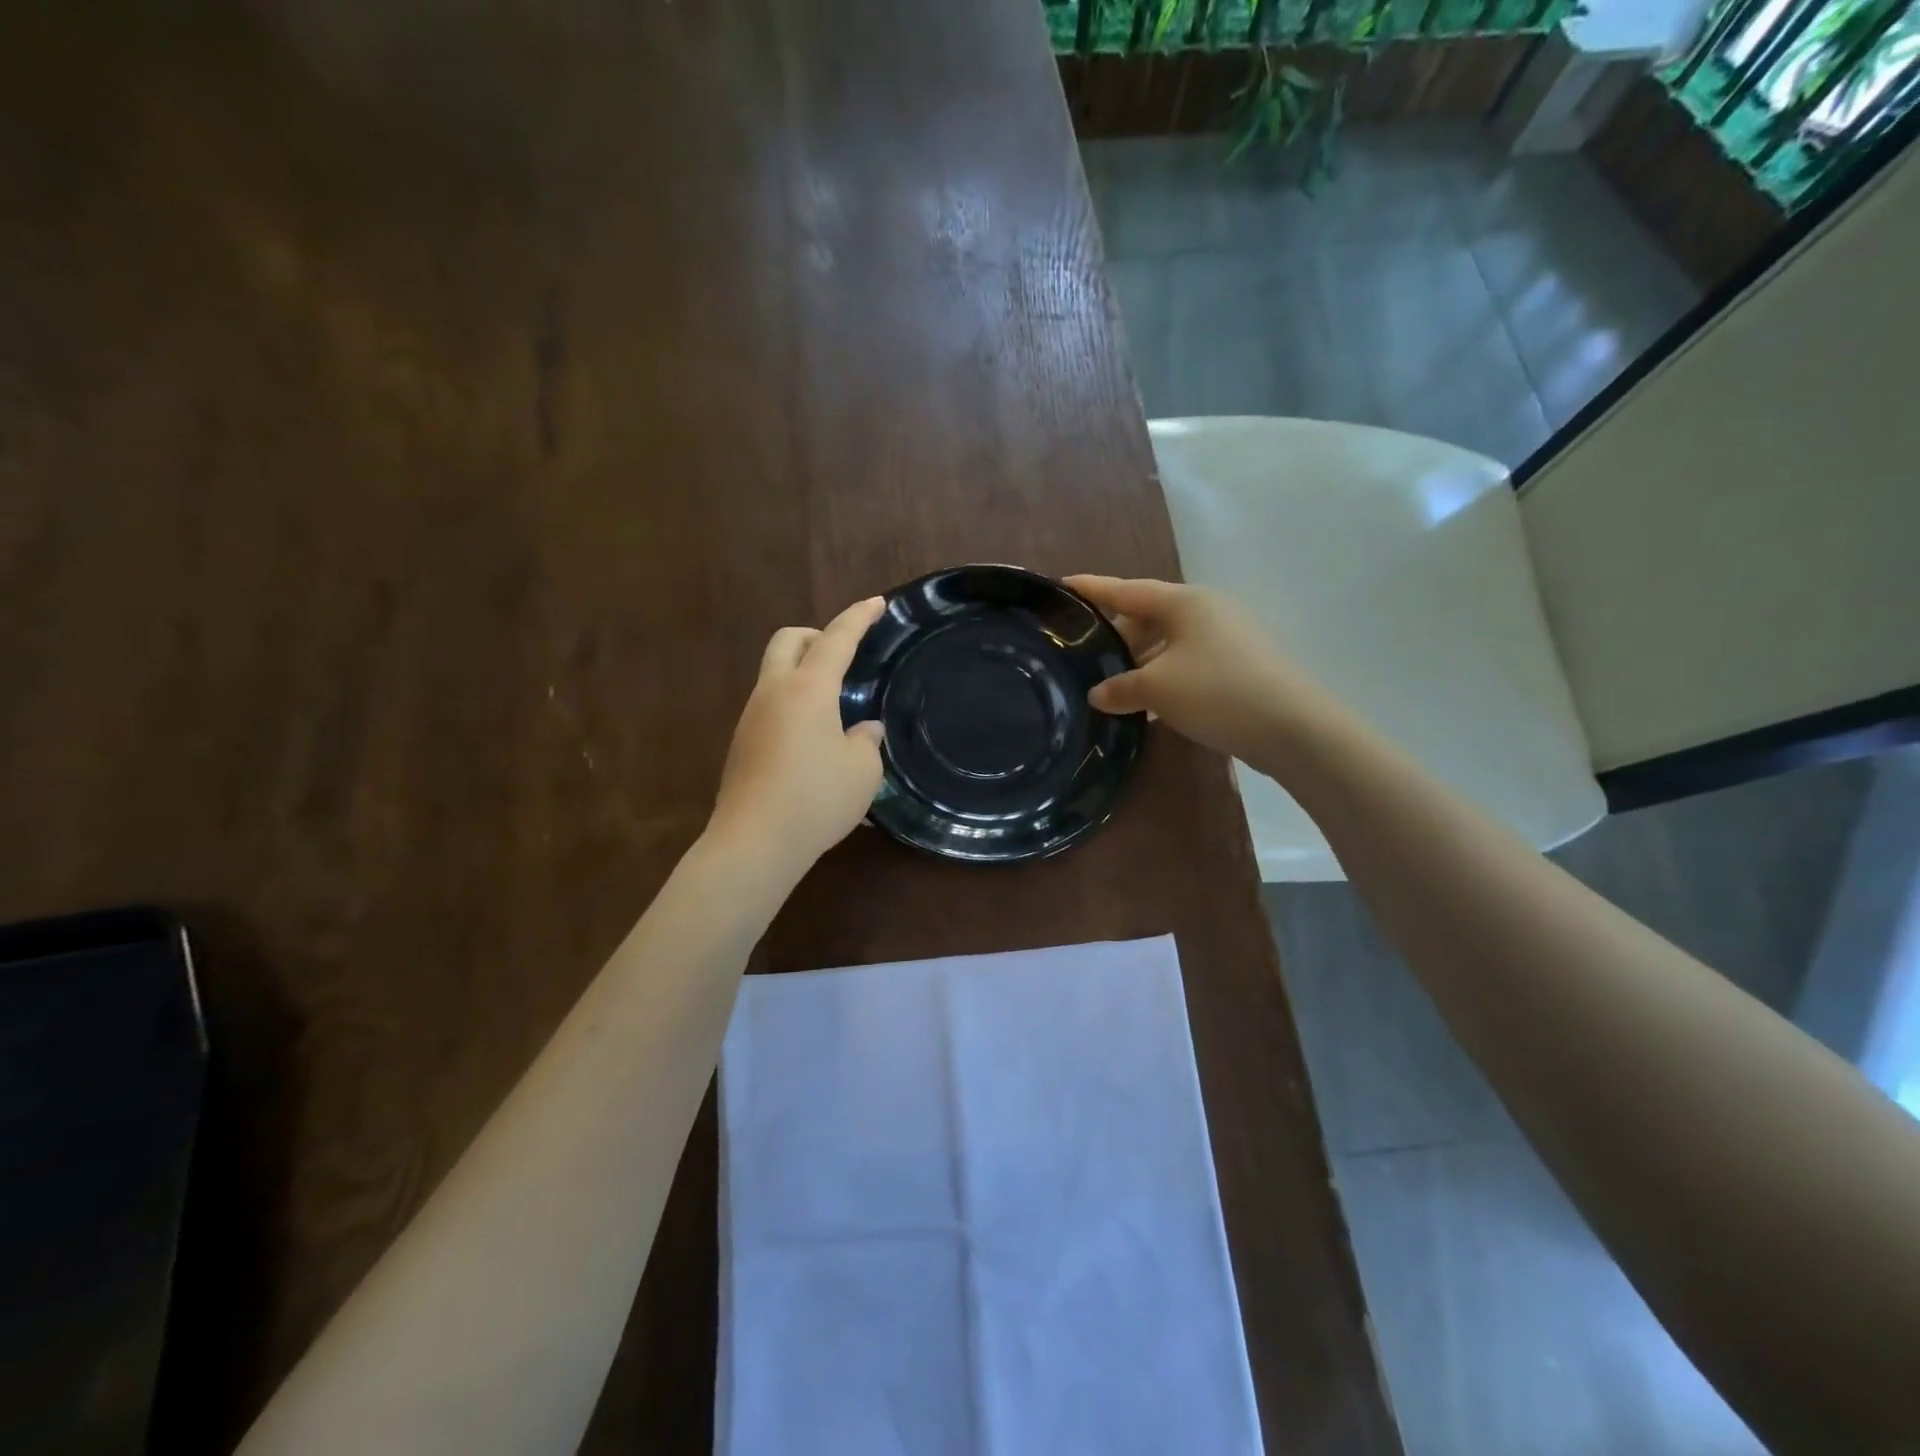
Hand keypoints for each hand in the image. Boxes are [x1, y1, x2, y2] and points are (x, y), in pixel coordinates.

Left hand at [708, 596, 886, 876]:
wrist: (754, 843)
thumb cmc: (816, 799)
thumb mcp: (862, 771)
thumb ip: (867, 741)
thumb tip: (863, 729)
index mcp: (808, 688)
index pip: (836, 639)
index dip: (858, 617)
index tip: (876, 602)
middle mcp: (773, 692)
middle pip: (788, 640)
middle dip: (816, 635)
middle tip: (844, 655)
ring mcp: (751, 717)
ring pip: (775, 673)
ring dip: (802, 672)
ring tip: (834, 705)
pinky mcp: (741, 744)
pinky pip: (769, 705)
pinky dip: (792, 703)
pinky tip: (812, 739)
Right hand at [1066, 575, 1334, 764]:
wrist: (1293, 727)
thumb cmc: (1216, 692)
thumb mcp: (1157, 689)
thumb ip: (1120, 688)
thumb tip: (1097, 694)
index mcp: (1184, 602)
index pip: (1126, 590)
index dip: (1093, 588)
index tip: (1063, 584)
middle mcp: (1207, 609)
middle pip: (1149, 615)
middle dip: (1117, 634)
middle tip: (1085, 653)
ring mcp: (1229, 635)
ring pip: (1170, 641)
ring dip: (1142, 660)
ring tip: (1115, 684)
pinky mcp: (1242, 663)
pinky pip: (1190, 661)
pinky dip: (1166, 675)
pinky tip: (1151, 703)